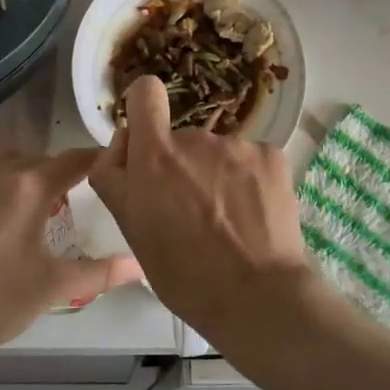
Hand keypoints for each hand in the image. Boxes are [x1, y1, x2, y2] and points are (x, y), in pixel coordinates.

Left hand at [0, 152, 142, 389]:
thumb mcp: (51, 288)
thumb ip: (100, 272)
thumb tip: (139, 266)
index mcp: (25, 188)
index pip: (72, 160)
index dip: (94, 162)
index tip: (107, 168)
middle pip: (34, 160)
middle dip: (52, 175)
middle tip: (61, 205)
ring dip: (15, 177)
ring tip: (19, 212)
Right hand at [89, 76, 315, 341]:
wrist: (257, 295)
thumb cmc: (183, 273)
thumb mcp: (131, 230)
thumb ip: (117, 178)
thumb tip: (123, 144)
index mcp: (155, 156)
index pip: (145, 94)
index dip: (143, 105)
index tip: (148, 134)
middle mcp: (196, 139)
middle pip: (181, 139)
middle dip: (182, 166)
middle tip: (191, 213)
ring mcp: (238, 145)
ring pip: (218, 154)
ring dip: (217, 176)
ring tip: (227, 222)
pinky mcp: (272, 155)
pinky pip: (251, 160)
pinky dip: (250, 181)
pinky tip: (254, 216)